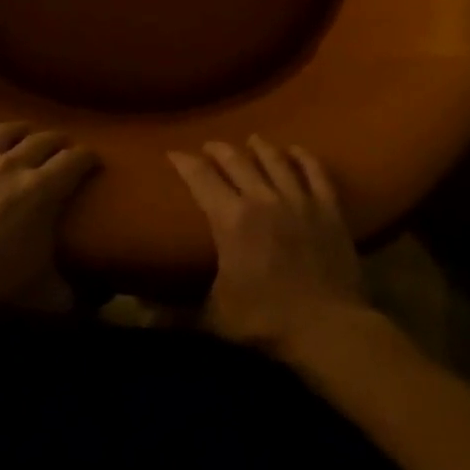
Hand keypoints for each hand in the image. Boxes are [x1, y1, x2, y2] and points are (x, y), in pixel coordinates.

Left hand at [0, 110, 98, 338]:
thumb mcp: (44, 294)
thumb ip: (73, 292)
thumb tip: (99, 303)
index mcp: (42, 190)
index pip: (75, 160)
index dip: (88, 157)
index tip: (91, 160)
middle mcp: (11, 164)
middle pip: (42, 140)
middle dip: (57, 142)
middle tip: (60, 149)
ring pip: (3, 130)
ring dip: (19, 129)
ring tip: (24, 133)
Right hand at [170, 136, 367, 354]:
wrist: (329, 329)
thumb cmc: (266, 322)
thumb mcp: (215, 317)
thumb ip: (177, 313)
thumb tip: (141, 315)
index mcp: (230, 219)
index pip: (200, 178)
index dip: (184, 162)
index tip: (173, 153)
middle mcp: (261, 198)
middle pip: (236, 160)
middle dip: (218, 149)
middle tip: (209, 146)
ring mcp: (298, 200)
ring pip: (275, 160)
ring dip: (260, 147)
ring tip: (251, 139)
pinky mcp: (328, 209)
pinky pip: (316, 172)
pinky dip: (305, 158)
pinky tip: (297, 150)